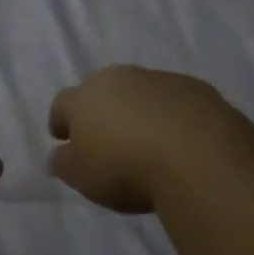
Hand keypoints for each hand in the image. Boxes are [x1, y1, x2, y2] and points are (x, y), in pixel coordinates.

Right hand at [48, 65, 246, 213]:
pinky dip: (170, 114)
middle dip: (100, 109)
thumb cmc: (126, 167)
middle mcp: (117, 77)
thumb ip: (64, 163)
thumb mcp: (83, 177)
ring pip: (138, 90)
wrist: (196, 154)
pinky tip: (179, 139)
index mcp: (84, 96)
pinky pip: (173, 99)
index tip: (62, 137)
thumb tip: (57, 154)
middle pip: (100, 89)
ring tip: (146, 140)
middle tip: (106, 137)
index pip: (62, 103)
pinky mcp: (193, 86)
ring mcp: (157, 78)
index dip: (60, 121)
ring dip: (137, 109)